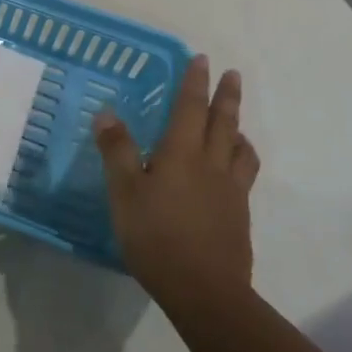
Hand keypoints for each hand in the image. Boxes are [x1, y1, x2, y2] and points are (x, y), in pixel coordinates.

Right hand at [95, 56, 260, 307]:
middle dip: (226, 96)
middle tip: (233, 74)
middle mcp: (211, 164)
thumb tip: (108, 113)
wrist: (205, 291)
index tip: (201, 59)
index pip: (190, 108)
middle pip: (222, 122)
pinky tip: (233, 169)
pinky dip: (241, 158)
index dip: (194, 82)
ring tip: (237, 123)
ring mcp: (230, 191)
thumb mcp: (125, 192)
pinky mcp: (238, 215)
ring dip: (238, 128)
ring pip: (239, 148)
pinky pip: (244, 174)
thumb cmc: (156, 236)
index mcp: (181, 153)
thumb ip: (117, 151)